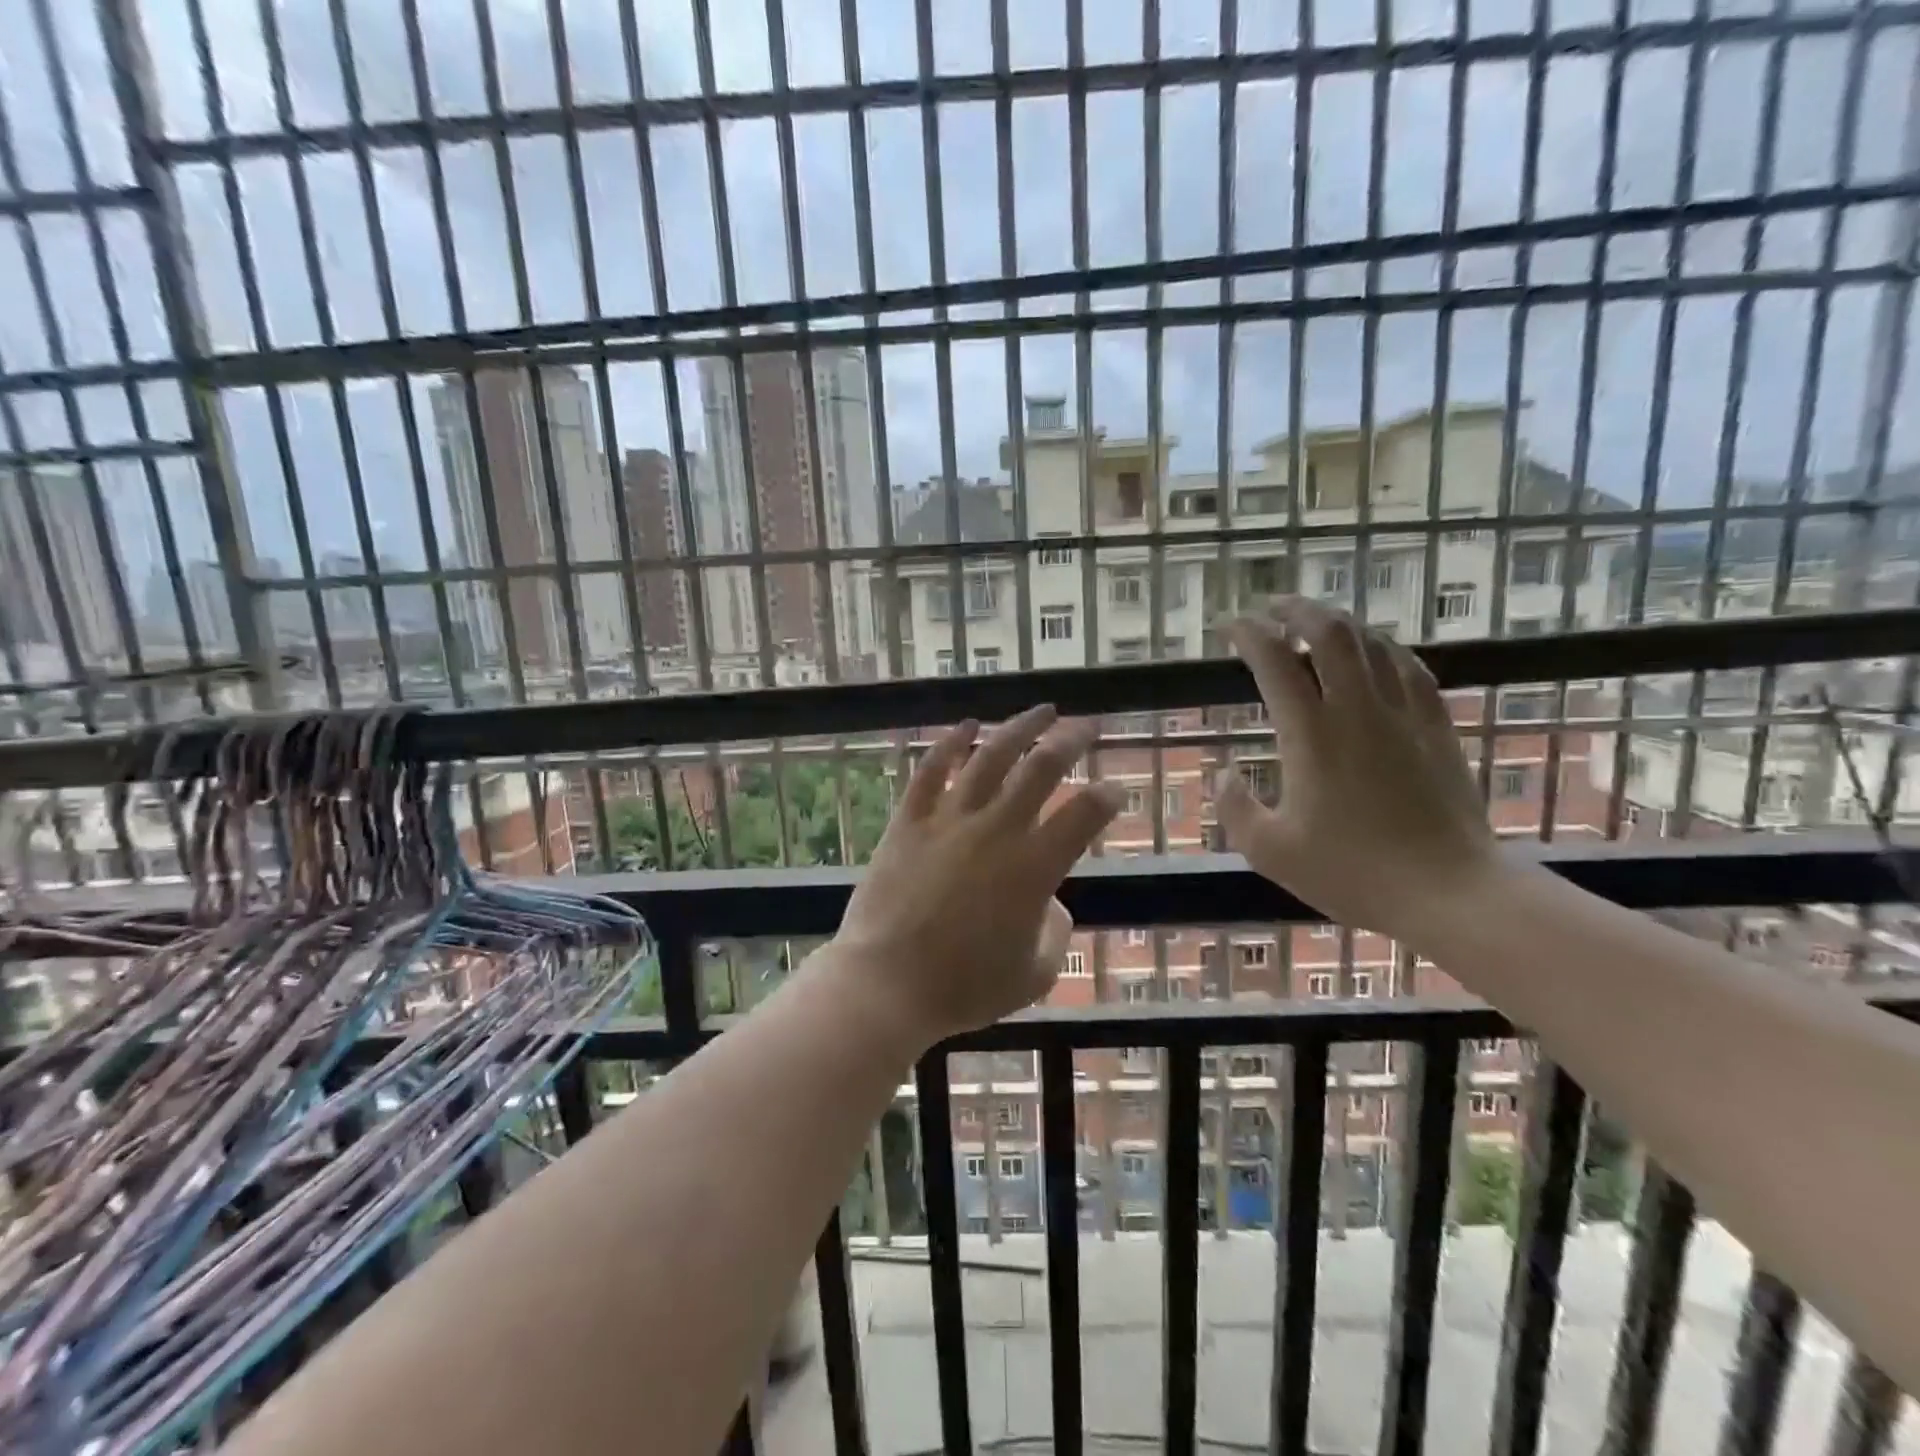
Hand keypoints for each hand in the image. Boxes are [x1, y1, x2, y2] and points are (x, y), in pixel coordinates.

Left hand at [823, 706, 1122, 1051]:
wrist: (887, 984)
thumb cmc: (964, 987)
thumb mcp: (1032, 975)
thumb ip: (1054, 932)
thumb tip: (1051, 903)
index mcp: (1035, 867)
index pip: (1084, 814)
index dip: (1107, 797)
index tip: (1114, 792)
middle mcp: (997, 830)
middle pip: (1042, 768)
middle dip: (1072, 740)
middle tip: (1086, 726)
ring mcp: (950, 819)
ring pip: (990, 757)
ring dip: (1019, 728)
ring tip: (1041, 710)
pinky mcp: (910, 820)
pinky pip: (931, 770)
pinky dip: (950, 743)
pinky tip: (966, 725)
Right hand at [1215, 600, 1499, 940]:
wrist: (1449, 892)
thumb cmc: (1352, 873)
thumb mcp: (1270, 851)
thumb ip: (1235, 807)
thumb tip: (1224, 773)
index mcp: (1311, 735)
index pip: (1275, 662)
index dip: (1249, 634)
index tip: (1230, 625)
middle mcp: (1357, 710)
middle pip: (1330, 633)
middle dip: (1296, 609)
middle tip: (1272, 607)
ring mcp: (1404, 715)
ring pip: (1372, 643)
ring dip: (1339, 623)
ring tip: (1316, 623)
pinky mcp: (1437, 728)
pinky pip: (1411, 669)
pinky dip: (1385, 649)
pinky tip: (1377, 653)